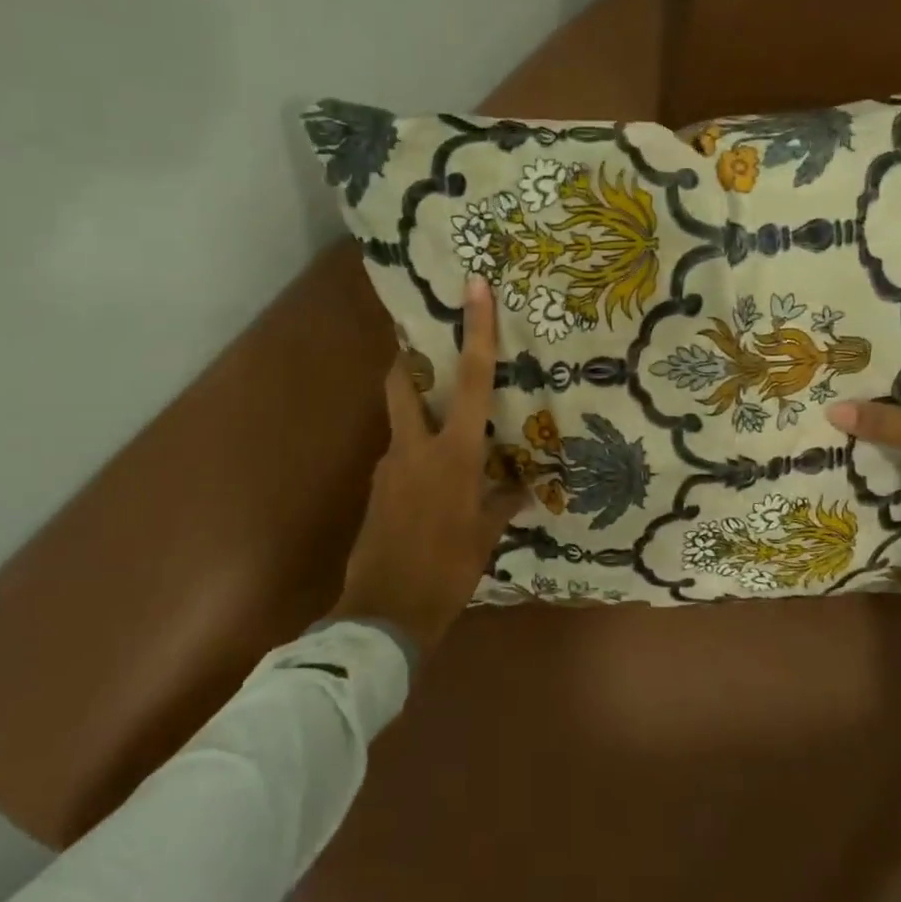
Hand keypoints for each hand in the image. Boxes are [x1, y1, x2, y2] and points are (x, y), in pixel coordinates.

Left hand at [329, 277, 523, 657]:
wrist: (385, 613)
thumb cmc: (447, 569)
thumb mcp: (484, 535)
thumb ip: (503, 502)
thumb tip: (523, 487)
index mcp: (452, 453)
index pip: (469, 380)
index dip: (475, 331)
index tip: (473, 288)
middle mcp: (414, 447)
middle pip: (402, 383)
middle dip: (410, 359)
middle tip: (426, 345)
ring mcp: (389, 466)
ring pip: (401, 421)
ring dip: (419, 414)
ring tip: (448, 432)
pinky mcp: (377, 488)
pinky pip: (401, 457)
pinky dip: (418, 454)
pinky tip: (436, 481)